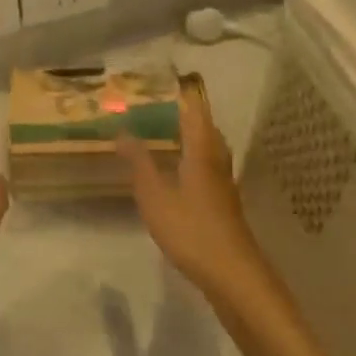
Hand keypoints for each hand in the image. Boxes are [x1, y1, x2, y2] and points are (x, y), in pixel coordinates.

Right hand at [117, 77, 264, 297]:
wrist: (232, 274)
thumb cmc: (191, 230)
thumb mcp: (154, 196)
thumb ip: (138, 162)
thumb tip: (122, 131)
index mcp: (202, 150)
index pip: (194, 110)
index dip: (180, 93)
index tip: (160, 80)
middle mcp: (217, 159)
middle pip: (204, 126)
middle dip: (183, 113)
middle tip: (156, 105)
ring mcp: (224, 182)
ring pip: (208, 147)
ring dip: (188, 136)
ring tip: (163, 133)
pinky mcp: (224, 202)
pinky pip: (207, 166)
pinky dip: (191, 157)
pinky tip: (176, 171)